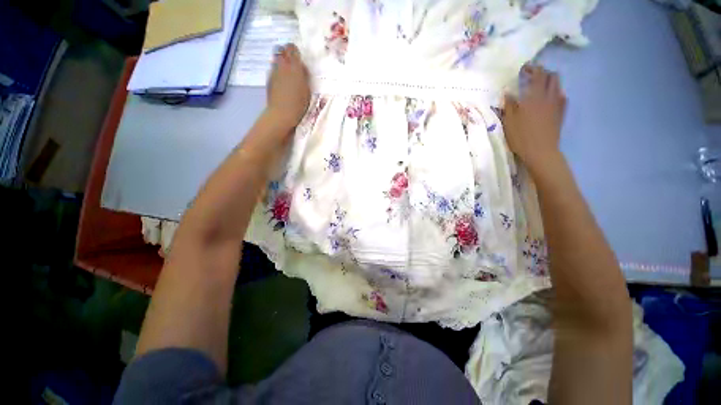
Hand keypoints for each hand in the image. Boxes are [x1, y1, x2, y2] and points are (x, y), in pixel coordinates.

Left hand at [266, 44, 310, 130]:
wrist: (282, 113)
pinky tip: (282, 80)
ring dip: (281, 61)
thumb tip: (302, 68)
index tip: (299, 57)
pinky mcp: (269, 79)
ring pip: (276, 58)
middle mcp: (282, 66)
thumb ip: (304, 76)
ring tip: (287, 71)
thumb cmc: (299, 104)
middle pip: (281, 50)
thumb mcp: (307, 90)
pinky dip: (277, 70)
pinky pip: (273, 69)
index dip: (295, 51)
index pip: (292, 49)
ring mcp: (273, 71)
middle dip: (286, 52)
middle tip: (292, 61)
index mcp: (294, 67)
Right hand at [502, 64, 566, 174]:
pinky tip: (548, 99)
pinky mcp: (561, 113)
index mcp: (535, 97)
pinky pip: (561, 97)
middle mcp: (549, 96)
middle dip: (543, 73)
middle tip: (532, 77)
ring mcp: (557, 104)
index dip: (532, 68)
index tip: (524, 69)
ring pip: (558, 85)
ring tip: (540, 87)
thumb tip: (508, 92)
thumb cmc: (521, 136)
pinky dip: (555, 93)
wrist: (541, 151)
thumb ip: (509, 105)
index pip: (538, 74)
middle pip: (552, 76)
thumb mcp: (509, 122)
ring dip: (550, 82)